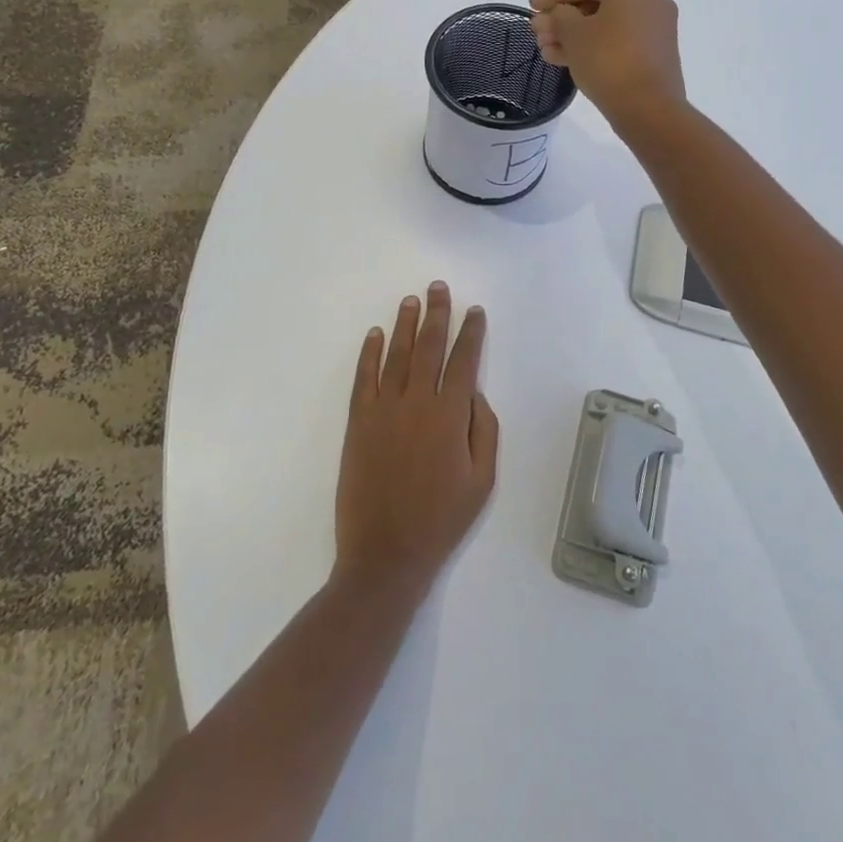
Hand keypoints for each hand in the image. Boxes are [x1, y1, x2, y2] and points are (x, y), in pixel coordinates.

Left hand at [333, 283, 499, 603]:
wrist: (385, 554)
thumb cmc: (441, 520)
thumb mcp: (482, 481)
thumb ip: (484, 431)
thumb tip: (474, 393)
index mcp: (450, 416)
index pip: (463, 361)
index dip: (470, 333)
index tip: (474, 311)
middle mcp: (417, 402)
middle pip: (429, 347)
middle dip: (437, 314)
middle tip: (438, 287)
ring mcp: (383, 409)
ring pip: (397, 355)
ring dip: (405, 324)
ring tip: (411, 300)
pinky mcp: (358, 422)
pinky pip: (364, 377)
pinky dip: (369, 353)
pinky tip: (374, 334)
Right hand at [528, 0, 686, 132]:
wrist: (649, 108)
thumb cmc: (608, 60)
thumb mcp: (573, 34)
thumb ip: (557, 17)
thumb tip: (553, 15)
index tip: (529, 5)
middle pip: (595, 1)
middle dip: (561, 17)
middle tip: (536, 32)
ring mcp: (654, 26)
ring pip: (604, 23)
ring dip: (572, 34)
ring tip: (544, 49)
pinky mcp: (653, 51)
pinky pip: (617, 39)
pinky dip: (591, 45)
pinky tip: (563, 59)